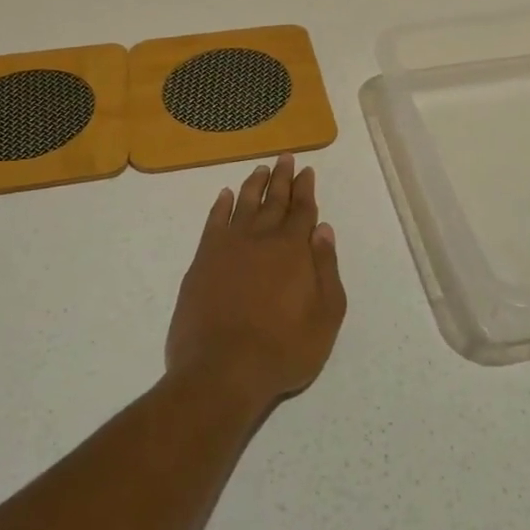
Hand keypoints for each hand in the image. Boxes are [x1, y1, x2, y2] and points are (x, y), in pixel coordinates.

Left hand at [166, 154, 345, 407]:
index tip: (307, 170)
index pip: (302, 210)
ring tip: (260, 169)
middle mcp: (261, 238)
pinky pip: (213, 223)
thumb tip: (323, 230)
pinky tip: (224, 195)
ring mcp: (228, 247)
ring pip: (243, 204)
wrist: (221, 372)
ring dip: (253, 185)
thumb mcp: (325, 317)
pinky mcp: (203, 261)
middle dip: (282, 178)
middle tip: (285, 158)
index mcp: (293, 249)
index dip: (306, 189)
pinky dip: (220, 206)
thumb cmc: (283, 350)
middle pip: (274, 200)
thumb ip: (326, 270)